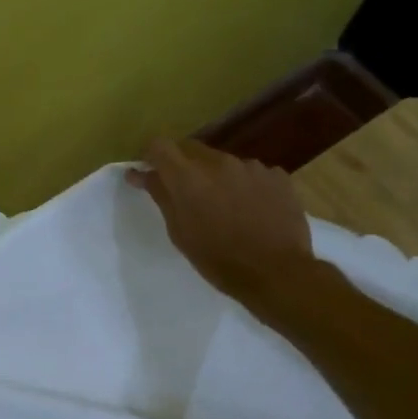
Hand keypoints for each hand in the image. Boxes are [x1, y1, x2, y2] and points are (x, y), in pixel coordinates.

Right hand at [128, 138, 312, 298]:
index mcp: (188, 177)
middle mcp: (218, 162)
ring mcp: (251, 166)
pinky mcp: (277, 176)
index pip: (159, 146)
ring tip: (226, 208)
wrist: (277, 273)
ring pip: (223, 163)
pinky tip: (252, 210)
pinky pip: (252, 173)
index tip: (150, 173)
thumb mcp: (179, 232)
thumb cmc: (218, 259)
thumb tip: (140, 173)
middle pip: (192, 150)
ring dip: (217, 178)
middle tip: (187, 196)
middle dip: (184, 167)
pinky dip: (245, 186)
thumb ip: (161, 196)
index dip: (151, 157)